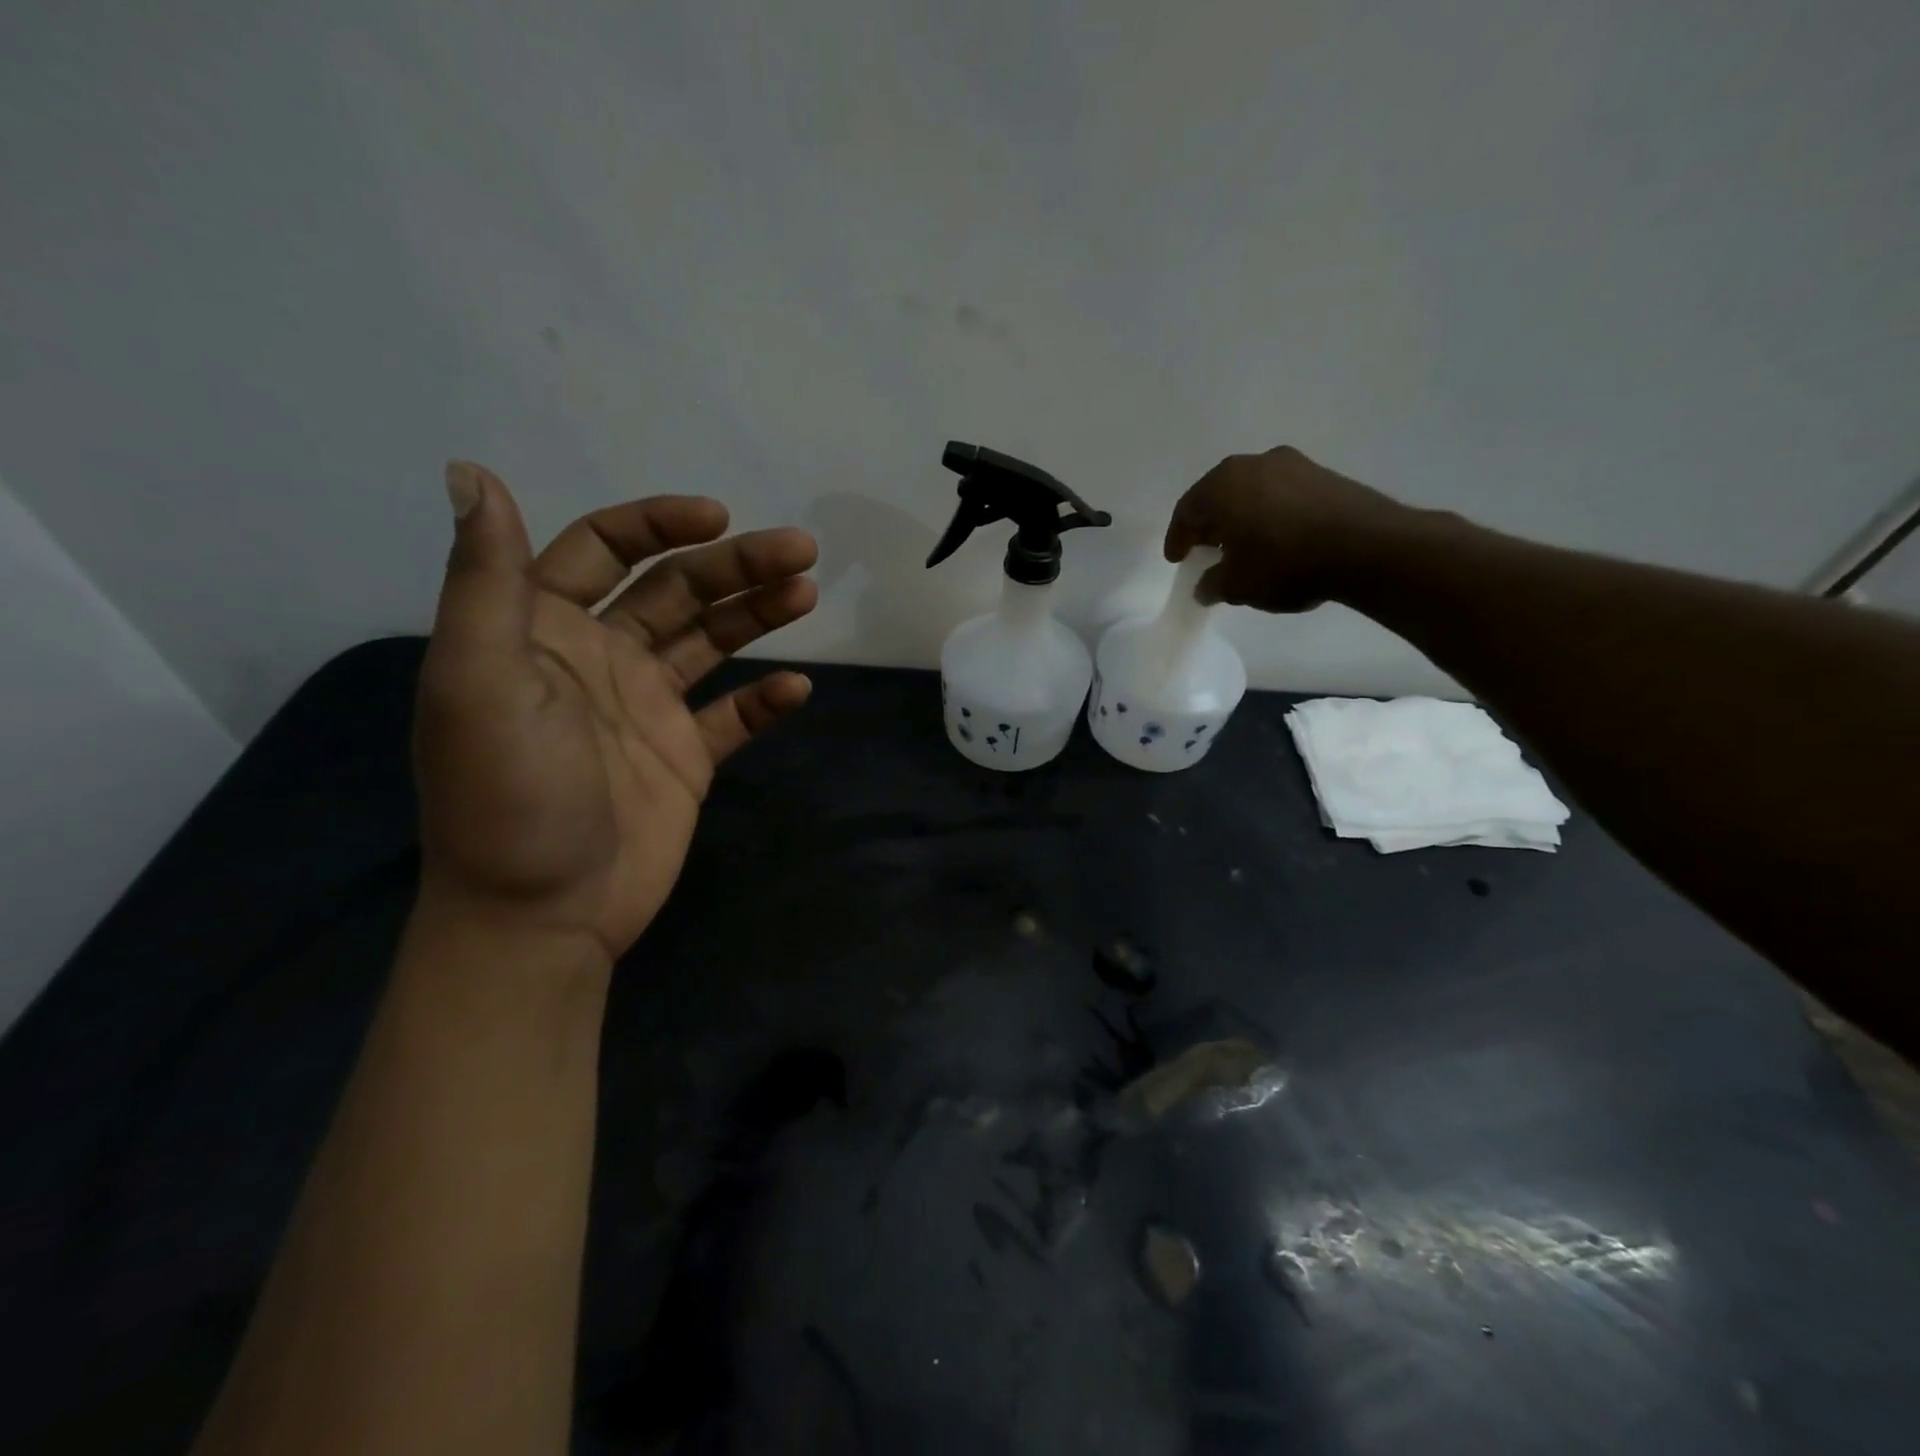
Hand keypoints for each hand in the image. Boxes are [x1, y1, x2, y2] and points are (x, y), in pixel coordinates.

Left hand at [413, 462, 818, 964]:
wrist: (542, 913)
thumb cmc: (506, 793)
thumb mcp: (479, 679)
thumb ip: (483, 580)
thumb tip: (469, 471)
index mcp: (544, 629)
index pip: (605, 549)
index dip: (660, 525)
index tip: (720, 518)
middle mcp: (602, 657)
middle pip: (677, 590)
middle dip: (736, 565)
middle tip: (801, 551)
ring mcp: (650, 708)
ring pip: (713, 642)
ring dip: (760, 614)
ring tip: (807, 593)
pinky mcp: (687, 756)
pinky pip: (734, 715)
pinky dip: (766, 699)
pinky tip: (797, 689)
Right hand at [1163, 446, 1415, 611]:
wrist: (1367, 547)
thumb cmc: (1285, 563)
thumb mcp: (1238, 585)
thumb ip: (1213, 585)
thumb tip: (1206, 588)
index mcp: (1223, 485)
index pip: (1188, 510)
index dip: (1178, 538)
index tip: (1177, 559)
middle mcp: (1255, 464)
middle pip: (1219, 495)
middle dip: (1210, 524)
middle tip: (1205, 549)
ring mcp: (1294, 465)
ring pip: (1252, 491)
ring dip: (1242, 517)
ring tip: (1242, 547)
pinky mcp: (1325, 475)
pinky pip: (1281, 494)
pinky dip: (1270, 514)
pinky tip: (1276, 539)